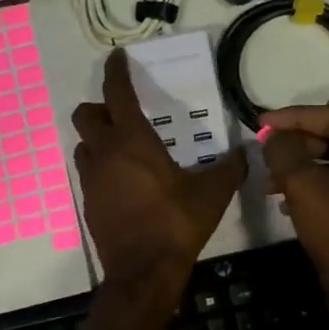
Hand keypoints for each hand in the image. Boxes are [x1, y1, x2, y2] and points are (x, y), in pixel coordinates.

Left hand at [72, 49, 247, 282]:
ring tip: (122, 147)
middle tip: (123, 113)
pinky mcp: (89, 204)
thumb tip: (245, 153)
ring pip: (83, 145)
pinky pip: (89, 173)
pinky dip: (101, 167)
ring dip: (97, 139)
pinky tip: (124, 181)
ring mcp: (92, 180)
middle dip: (100, 108)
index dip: (116, 72)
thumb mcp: (213, 193)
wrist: (144, 272)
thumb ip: (230, 168)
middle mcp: (105, 154)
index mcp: (133, 141)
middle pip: (86, 116)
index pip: (117, 94)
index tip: (117, 58)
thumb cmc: (177, 223)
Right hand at [259, 105, 328, 299]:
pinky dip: (312, 186)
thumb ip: (285, 152)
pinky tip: (285, 201)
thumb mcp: (304, 186)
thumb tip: (273, 136)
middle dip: (296, 146)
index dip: (294, 117)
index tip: (261, 122)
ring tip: (268, 181)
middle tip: (265, 151)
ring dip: (300, 168)